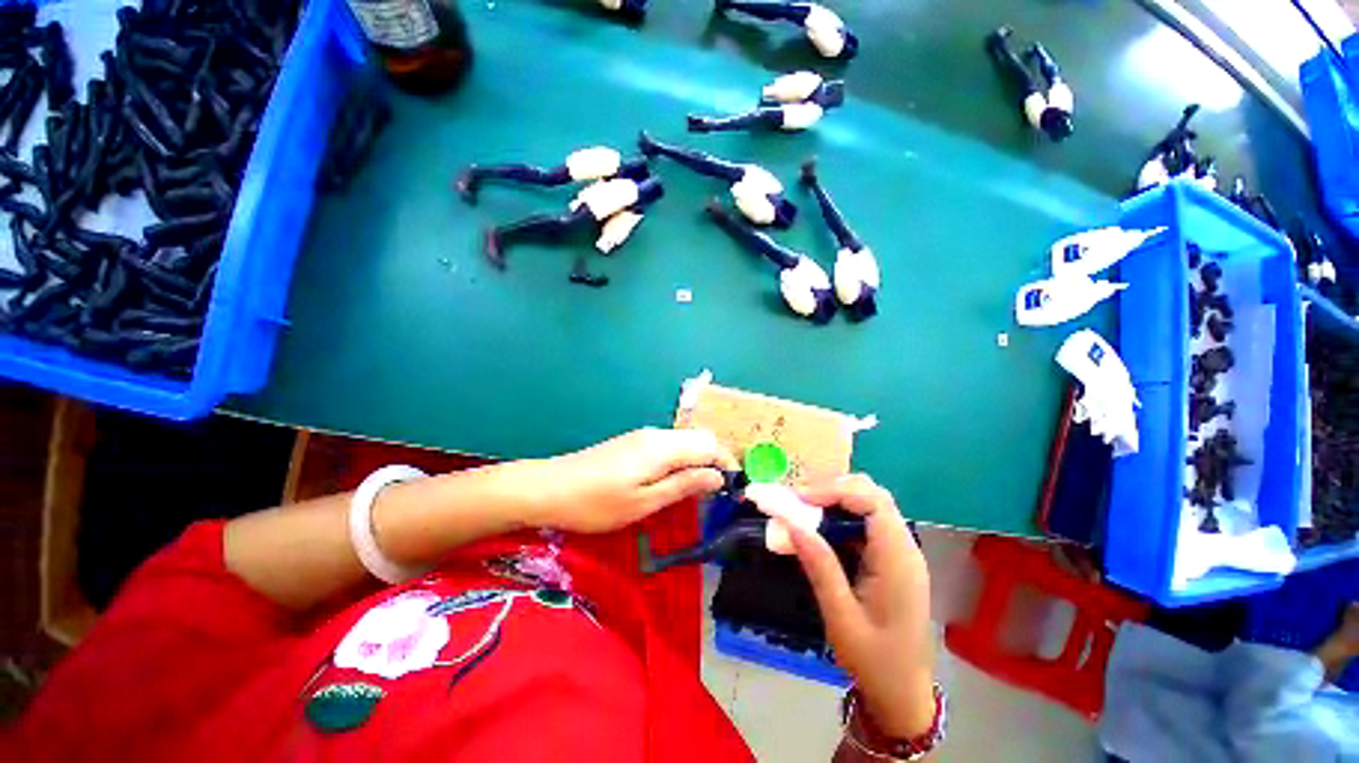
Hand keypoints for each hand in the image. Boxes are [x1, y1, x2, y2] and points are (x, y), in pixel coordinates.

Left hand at [525, 428, 737, 533]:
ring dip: (698, 461)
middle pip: (699, 439)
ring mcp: (644, 436)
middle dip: (715, 461)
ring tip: (700, 490)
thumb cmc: (598, 503)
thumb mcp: (644, 503)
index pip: (709, 444)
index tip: (734, 487)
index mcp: (663, 447)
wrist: (550, 488)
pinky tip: (674, 481)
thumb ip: (684, 485)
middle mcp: (657, 434)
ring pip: (684, 442)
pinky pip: (669, 446)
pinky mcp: (633, 442)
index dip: (727, 462)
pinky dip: (681, 460)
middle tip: (717, 493)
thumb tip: (718, 477)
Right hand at [784, 475, 934, 737]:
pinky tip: (819, 528)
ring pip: (868, 504)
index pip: (872, 501)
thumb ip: (819, 566)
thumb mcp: (841, 617)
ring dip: (834, 500)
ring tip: (802, 509)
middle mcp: (903, 547)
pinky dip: (839, 516)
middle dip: (832, 489)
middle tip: (797, 501)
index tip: (798, 499)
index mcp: (898, 559)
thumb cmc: (875, 662)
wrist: (903, 696)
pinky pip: (866, 523)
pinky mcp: (890, 559)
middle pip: (872, 494)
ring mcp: (899, 552)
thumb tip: (791, 522)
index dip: (833, 490)